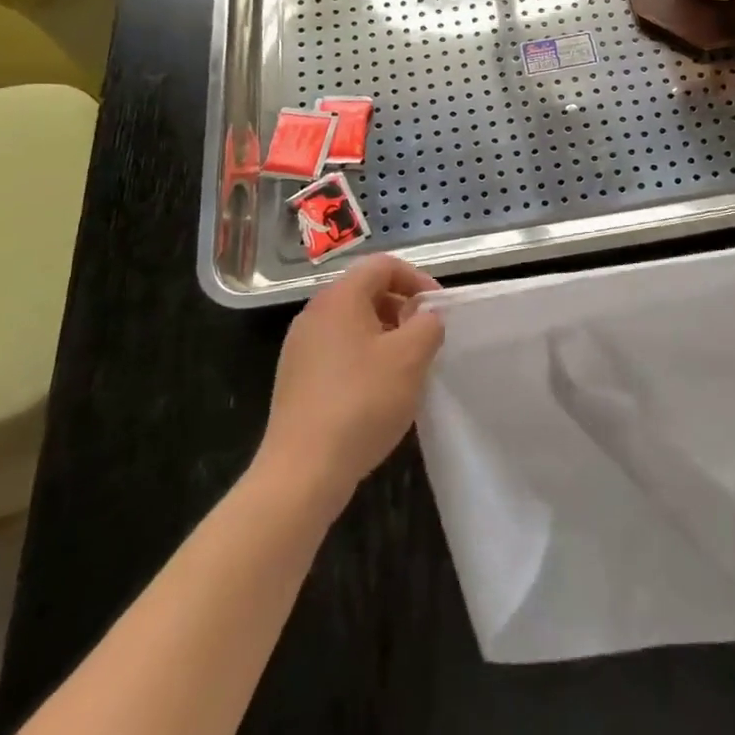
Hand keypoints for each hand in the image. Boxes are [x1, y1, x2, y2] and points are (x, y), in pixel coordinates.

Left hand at [257, 255, 442, 514]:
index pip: (382, 265)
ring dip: (385, 335)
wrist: (303, 470)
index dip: (416, 278)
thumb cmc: (362, 401)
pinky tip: (378, 392)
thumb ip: (428, 324)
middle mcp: (314, 314)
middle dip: (402, 308)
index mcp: (339, 298)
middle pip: (365, 291)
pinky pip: (338, 351)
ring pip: (352, 324)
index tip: (438, 309)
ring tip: (407, 367)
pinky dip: (364, 358)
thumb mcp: (411, 357)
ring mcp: (300, 348)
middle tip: (425, 338)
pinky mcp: (296, 379)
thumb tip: (425, 316)